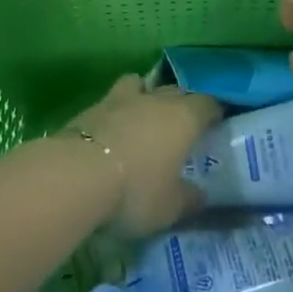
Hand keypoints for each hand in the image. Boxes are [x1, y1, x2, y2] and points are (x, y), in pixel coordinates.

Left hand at [63, 75, 219, 236]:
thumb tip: (200, 196)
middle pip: (175, 91)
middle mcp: (155, 100)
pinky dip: (115, 112)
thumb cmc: (135, 190)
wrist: (76, 175)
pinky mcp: (90, 108)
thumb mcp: (170, 207)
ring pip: (139, 84)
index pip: (207, 103)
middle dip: (181, 103)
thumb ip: (189, 199)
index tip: (216, 123)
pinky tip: (112, 131)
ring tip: (143, 115)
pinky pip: (111, 101)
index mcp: (184, 118)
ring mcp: (120, 99)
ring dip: (144, 95)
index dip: (213, 112)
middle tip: (182, 125)